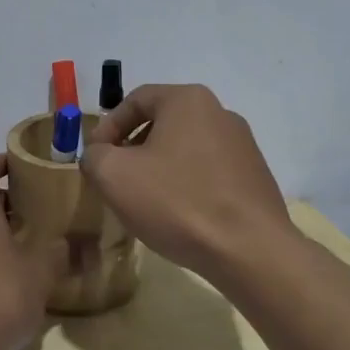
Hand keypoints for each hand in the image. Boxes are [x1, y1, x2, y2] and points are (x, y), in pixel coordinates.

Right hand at [81, 84, 297, 277]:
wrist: (248, 249)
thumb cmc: (176, 202)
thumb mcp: (114, 175)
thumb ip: (94, 155)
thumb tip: (99, 154)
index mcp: (188, 100)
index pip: (135, 100)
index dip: (107, 127)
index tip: (95, 159)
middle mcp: (220, 112)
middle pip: (162, 123)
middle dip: (132, 149)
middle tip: (116, 180)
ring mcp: (243, 145)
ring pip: (185, 149)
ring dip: (159, 169)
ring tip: (145, 202)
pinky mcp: (254, 176)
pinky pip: (208, 172)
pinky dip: (186, 185)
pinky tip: (179, 215)